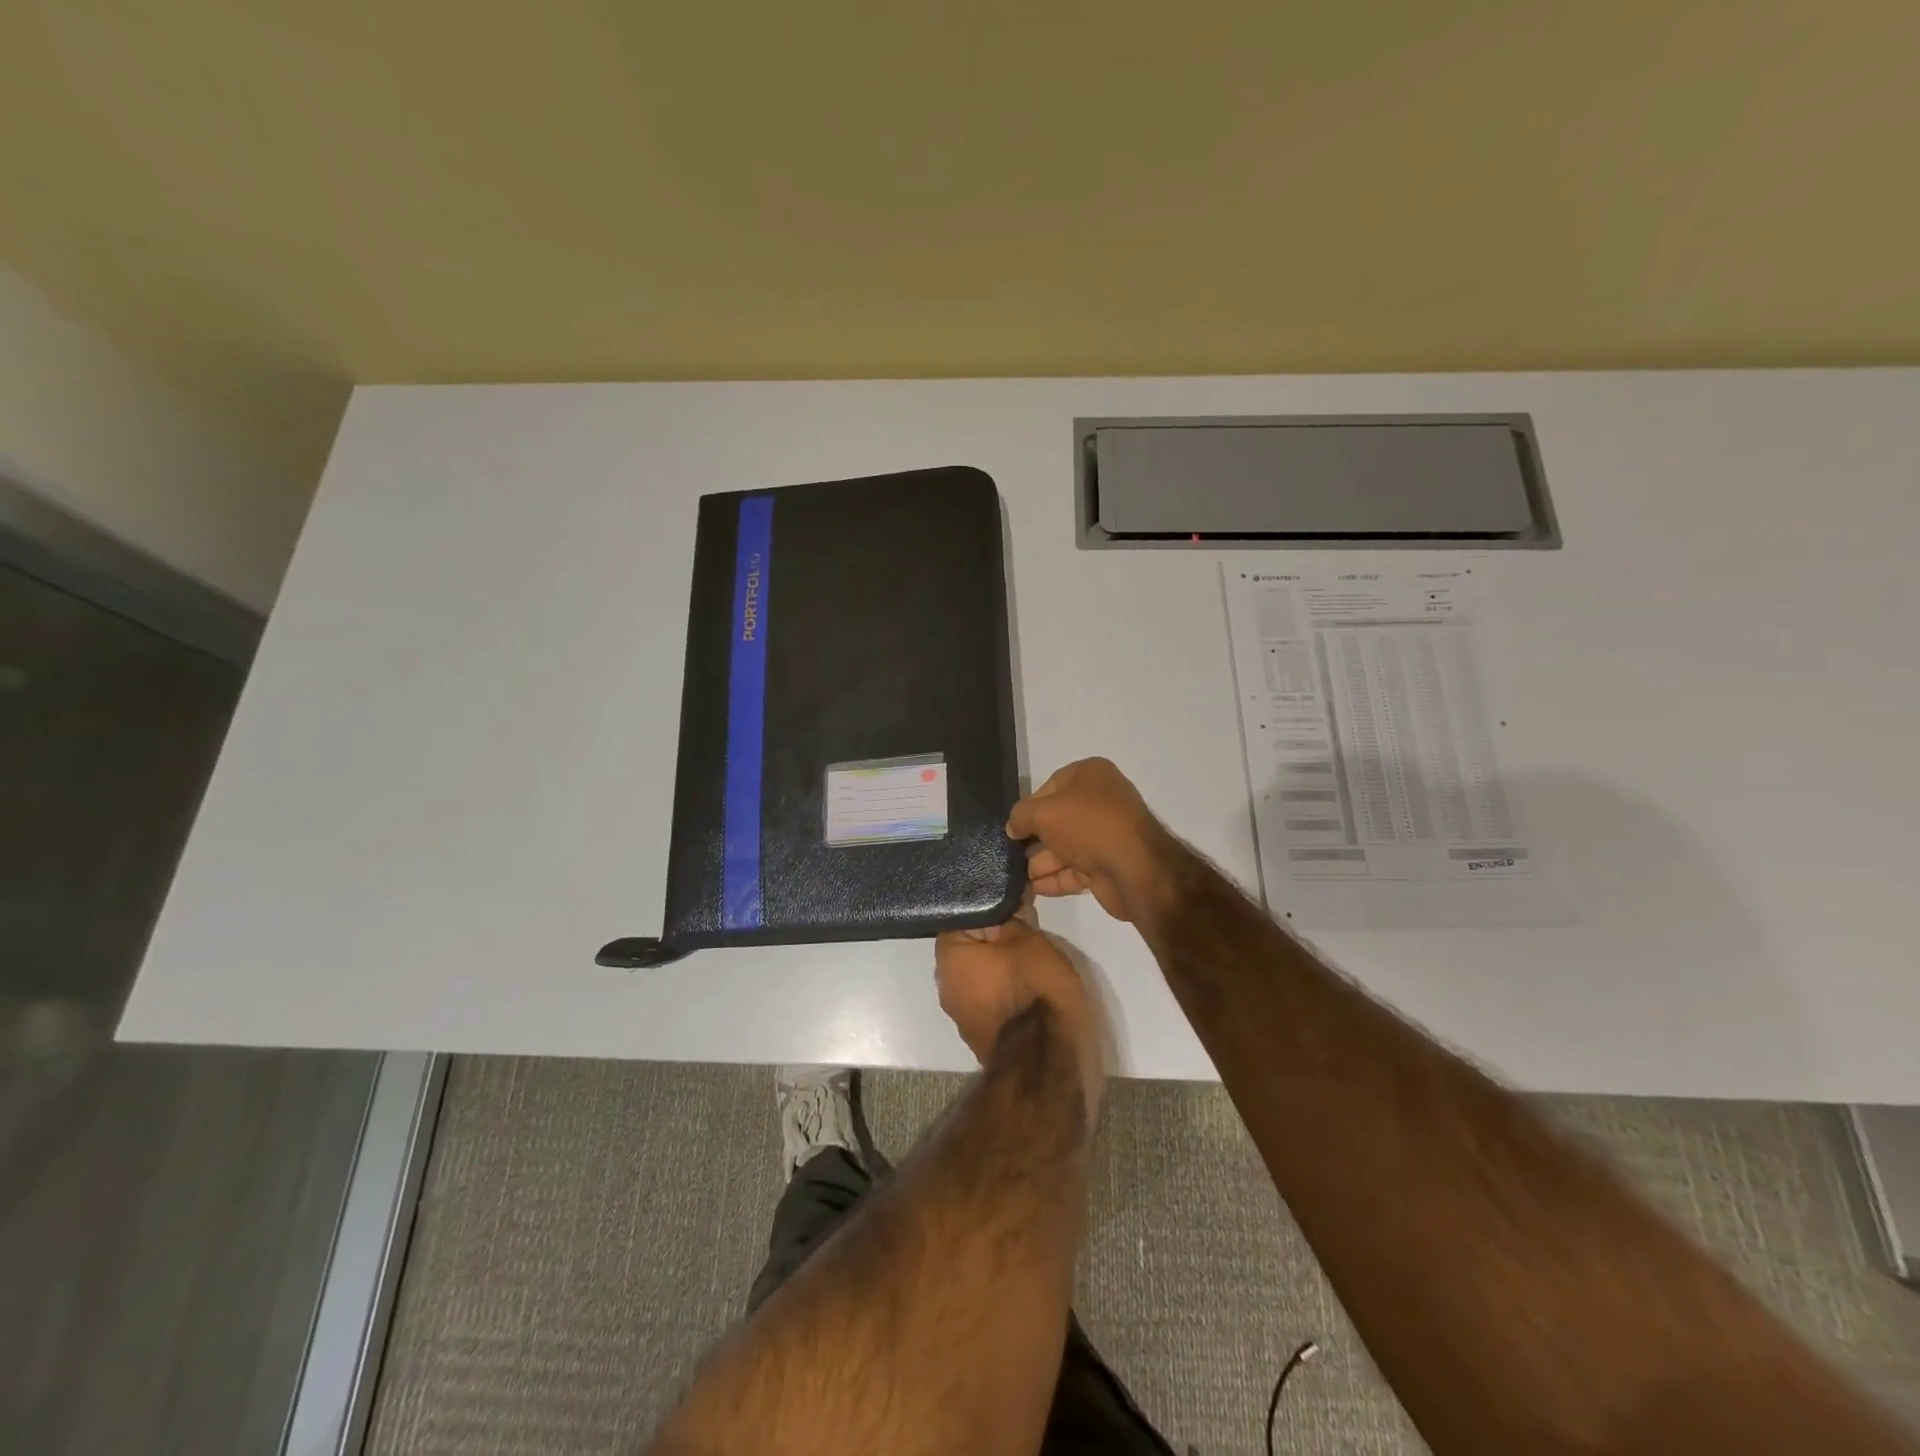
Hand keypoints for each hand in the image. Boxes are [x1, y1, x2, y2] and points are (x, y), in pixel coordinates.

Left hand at [935, 916, 1103, 1110]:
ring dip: (1001, 966)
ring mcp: (961, 1014)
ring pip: (980, 974)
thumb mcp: (1029, 939)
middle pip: (970, 947)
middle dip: (995, 938)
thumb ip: (1012, 917)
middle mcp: (945, 985)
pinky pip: (991, 999)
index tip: (1012, 905)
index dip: (990, 908)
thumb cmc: (1034, 990)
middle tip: (1026, 929)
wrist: (1047, 1061)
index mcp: (948, 957)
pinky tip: (1030, 987)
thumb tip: (1005, 907)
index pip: (961, 917)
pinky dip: (1006, 991)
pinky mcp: (981, 1035)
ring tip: (1032, 957)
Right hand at [1006, 758, 1179, 926]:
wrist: (1134, 868)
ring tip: (1015, 876)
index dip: (1029, 806)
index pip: (1050, 786)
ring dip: (1040, 862)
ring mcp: (1106, 835)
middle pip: (1057, 819)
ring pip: (1065, 847)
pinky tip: (1032, 888)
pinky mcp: (1108, 865)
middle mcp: (1101, 801)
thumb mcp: (1043, 812)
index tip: (1013, 827)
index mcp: (1091, 775)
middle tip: (1009, 854)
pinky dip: (1054, 878)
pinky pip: (1074, 869)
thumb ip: (1021, 816)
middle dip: (1033, 838)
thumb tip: (1013, 827)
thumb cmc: (1087, 826)